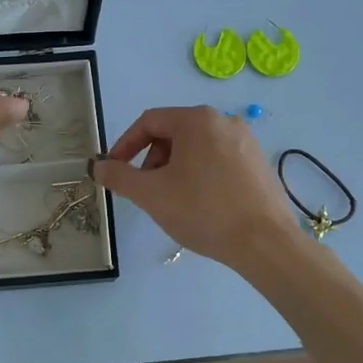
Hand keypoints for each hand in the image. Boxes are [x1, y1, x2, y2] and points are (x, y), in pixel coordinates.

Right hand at [93, 106, 305, 269]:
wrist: (264, 242)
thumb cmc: (203, 211)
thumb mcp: (151, 194)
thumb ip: (118, 176)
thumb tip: (98, 166)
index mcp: (197, 120)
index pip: (149, 122)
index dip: (125, 144)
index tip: (115, 170)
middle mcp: (224, 120)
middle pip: (174, 132)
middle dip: (152, 159)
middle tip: (145, 189)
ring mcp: (246, 141)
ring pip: (196, 147)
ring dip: (174, 168)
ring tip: (172, 199)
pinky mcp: (259, 162)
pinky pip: (218, 159)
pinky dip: (199, 174)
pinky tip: (200, 203)